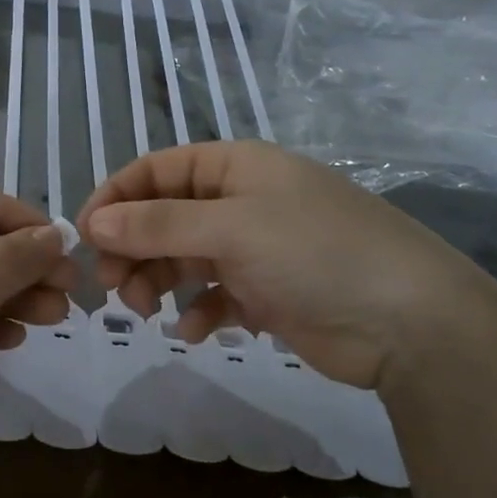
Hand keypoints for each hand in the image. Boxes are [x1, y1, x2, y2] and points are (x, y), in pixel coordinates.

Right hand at [77, 141, 496, 389]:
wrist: (412, 324)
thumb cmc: (315, 253)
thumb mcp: (230, 229)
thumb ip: (157, 225)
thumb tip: (93, 222)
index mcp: (235, 167)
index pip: (156, 171)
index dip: (116, 198)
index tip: (84, 236)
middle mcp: (242, 201)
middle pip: (164, 216)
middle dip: (132, 247)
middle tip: (111, 284)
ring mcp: (255, 247)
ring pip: (183, 257)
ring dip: (158, 280)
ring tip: (146, 309)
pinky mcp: (268, 292)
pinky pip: (214, 294)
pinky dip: (198, 310)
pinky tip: (194, 330)